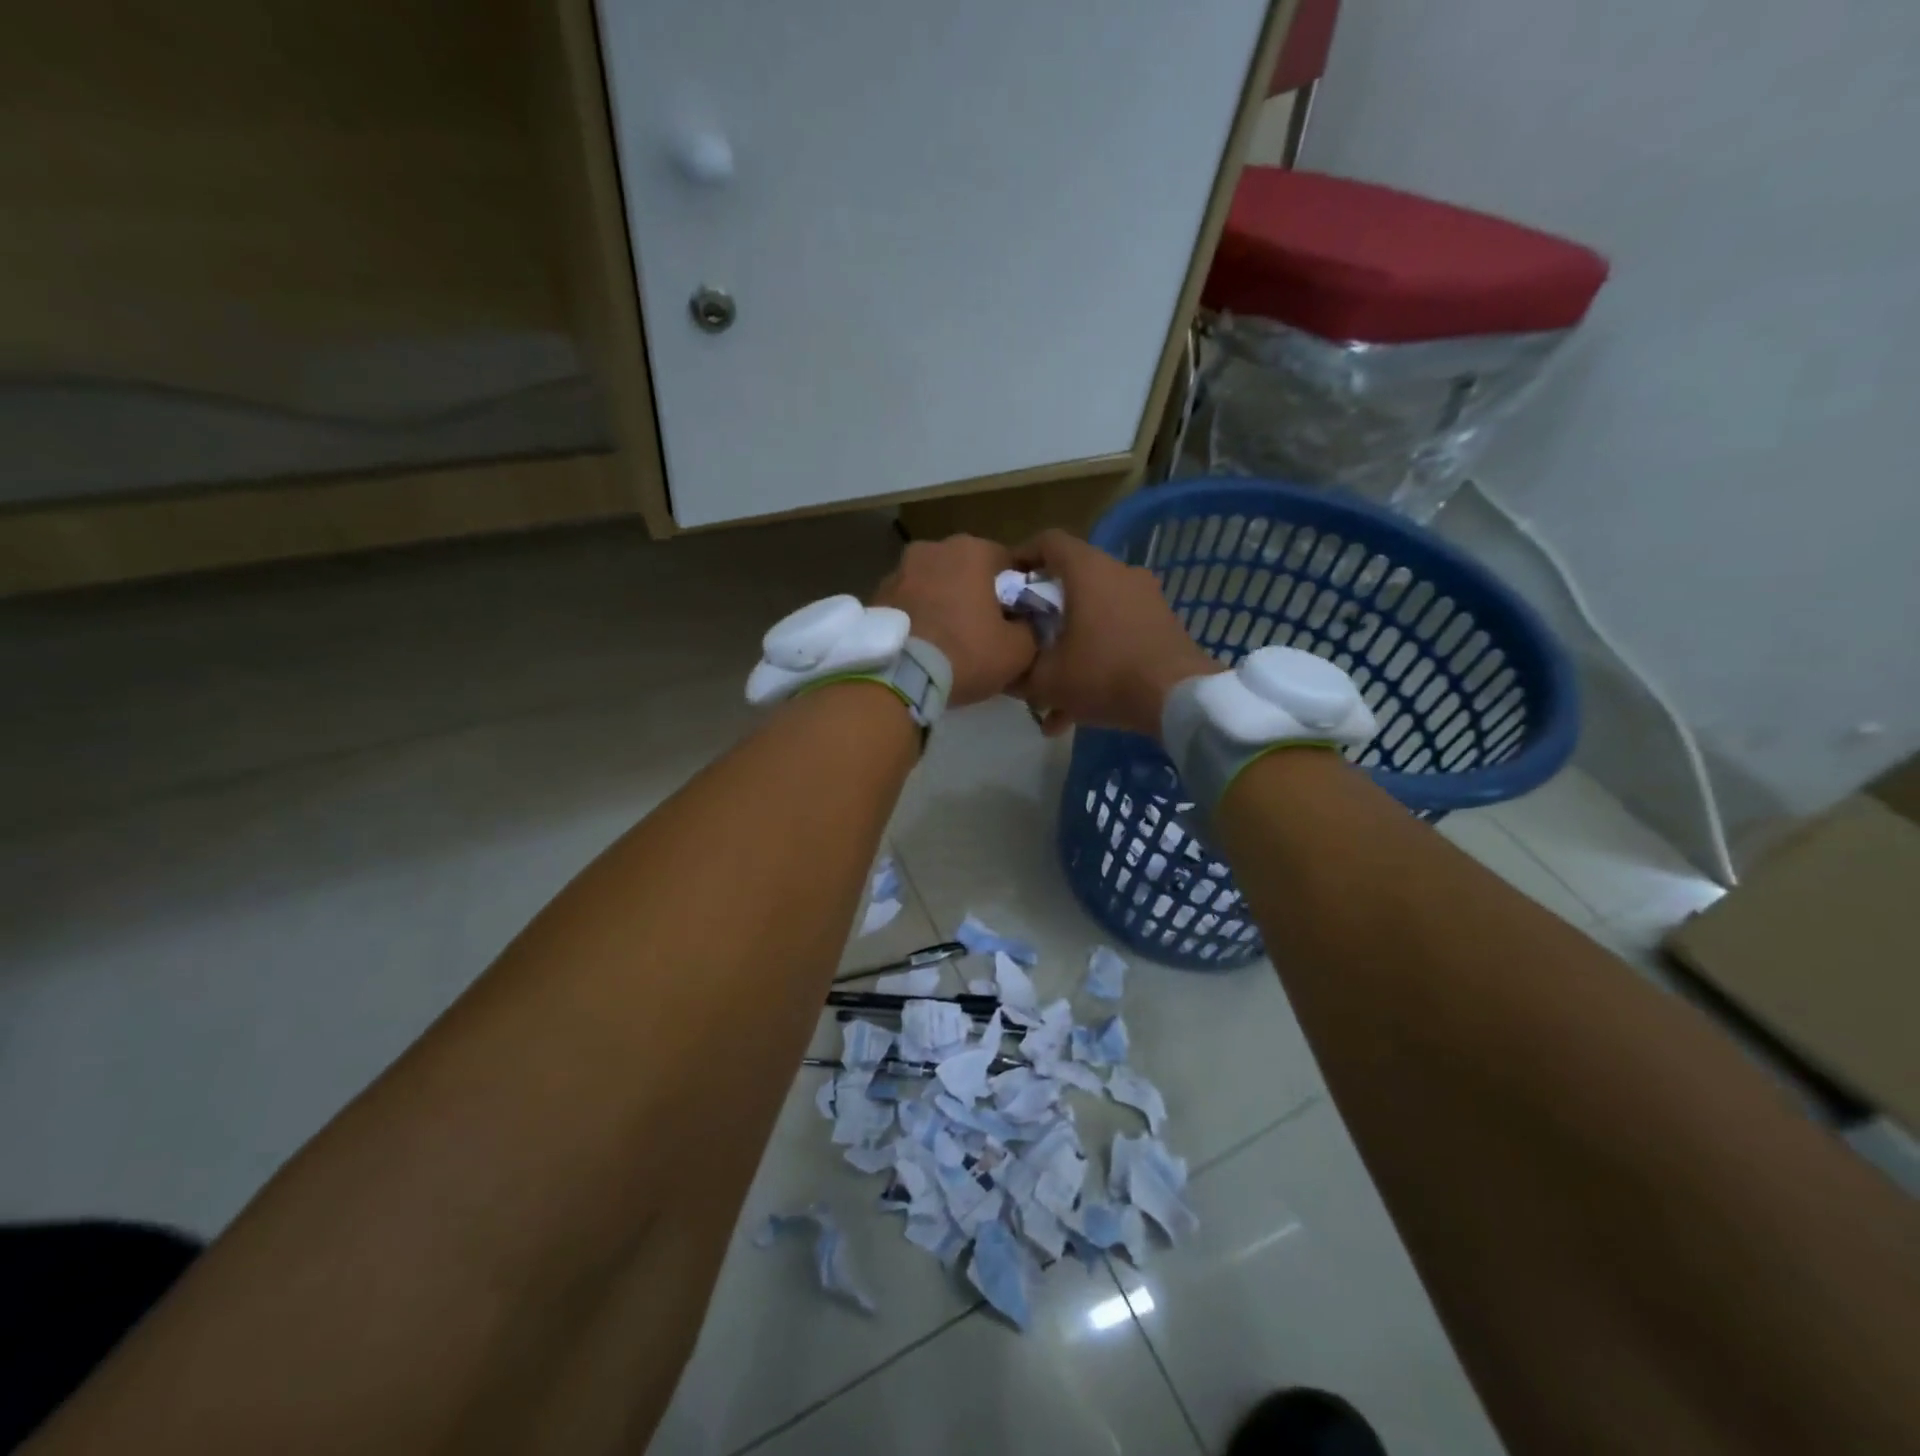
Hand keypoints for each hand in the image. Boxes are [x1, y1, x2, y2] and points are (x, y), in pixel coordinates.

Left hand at [872, 535, 1037, 708]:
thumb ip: (1031, 628)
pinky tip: (923, 644)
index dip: (1015, 591)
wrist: (897, 678)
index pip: (1007, 563)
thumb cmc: (965, 654)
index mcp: (972, 550)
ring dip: (943, 603)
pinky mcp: (875, 595)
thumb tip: (1027, 624)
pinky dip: (917, 616)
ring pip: (934, 584)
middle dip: (975, 593)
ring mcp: (898, 570)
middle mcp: (932, 548)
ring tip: (948, 640)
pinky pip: (908, 603)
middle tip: (982, 630)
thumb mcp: (1017, 650)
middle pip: (966, 570)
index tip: (1015, 617)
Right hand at [1012, 529, 1220, 738]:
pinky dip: (1096, 661)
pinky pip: (1117, 636)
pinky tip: (1078, 711)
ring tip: (1049, 691)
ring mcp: (1145, 598)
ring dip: (1069, 647)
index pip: (1047, 541)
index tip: (1003, 583)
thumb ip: (1018, 671)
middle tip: (1024, 637)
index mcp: (1087, 570)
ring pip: (1094, 615)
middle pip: (1070, 581)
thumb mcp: (1046, 680)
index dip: (1020, 556)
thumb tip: (1005, 672)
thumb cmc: (1104, 674)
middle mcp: (1119, 573)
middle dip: (1043, 612)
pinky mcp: (1162, 625)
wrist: (1178, 698)